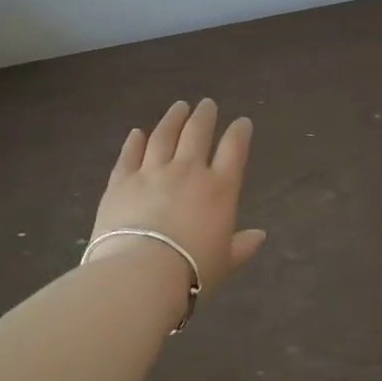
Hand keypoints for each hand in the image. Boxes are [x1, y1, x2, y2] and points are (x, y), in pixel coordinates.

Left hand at [88, 99, 265, 298]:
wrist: (139, 276)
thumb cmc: (191, 273)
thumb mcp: (225, 264)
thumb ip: (242, 247)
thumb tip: (260, 236)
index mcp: (219, 189)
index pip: (234, 149)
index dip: (240, 132)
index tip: (242, 122)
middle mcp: (188, 171)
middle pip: (198, 133)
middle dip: (204, 115)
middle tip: (207, 104)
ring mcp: (152, 172)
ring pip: (164, 135)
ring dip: (173, 119)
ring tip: (178, 106)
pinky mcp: (121, 181)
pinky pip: (129, 155)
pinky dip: (134, 141)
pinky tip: (137, 132)